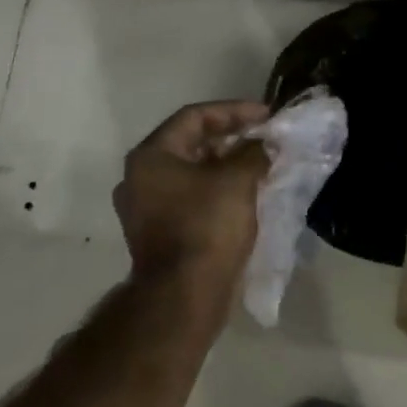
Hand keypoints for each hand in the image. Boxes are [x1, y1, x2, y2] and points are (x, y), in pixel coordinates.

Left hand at [113, 100, 269, 320]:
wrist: (184, 295)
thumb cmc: (207, 226)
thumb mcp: (238, 180)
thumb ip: (253, 152)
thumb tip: (262, 145)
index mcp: (151, 157)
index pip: (195, 116)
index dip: (234, 111)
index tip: (267, 116)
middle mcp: (140, 177)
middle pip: (190, 143)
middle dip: (231, 138)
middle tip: (264, 138)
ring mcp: (145, 207)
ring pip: (191, 172)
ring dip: (226, 164)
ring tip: (260, 163)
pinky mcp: (157, 231)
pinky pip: (190, 196)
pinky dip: (217, 188)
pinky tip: (245, 192)